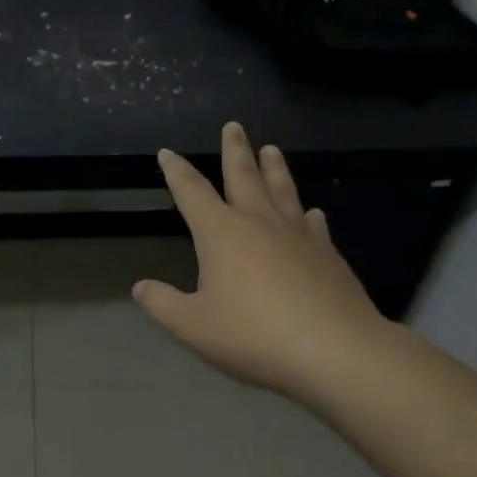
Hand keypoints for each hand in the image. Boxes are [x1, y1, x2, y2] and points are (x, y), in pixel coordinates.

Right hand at [133, 122, 395, 405]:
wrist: (335, 351)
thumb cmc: (253, 335)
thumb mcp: (193, 326)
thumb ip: (162, 304)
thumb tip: (141, 287)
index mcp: (221, 232)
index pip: (191, 191)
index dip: (176, 170)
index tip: (167, 152)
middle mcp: (258, 222)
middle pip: (243, 175)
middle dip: (235, 150)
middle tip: (233, 126)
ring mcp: (298, 235)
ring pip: (282, 189)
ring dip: (273, 167)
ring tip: (271, 148)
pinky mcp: (328, 254)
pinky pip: (314, 224)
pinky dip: (307, 213)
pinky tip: (312, 212)